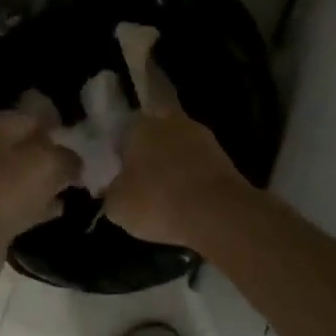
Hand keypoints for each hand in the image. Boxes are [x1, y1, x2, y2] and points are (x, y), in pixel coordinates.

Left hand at [0, 110, 80, 257]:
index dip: (62, 129)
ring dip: (44, 182)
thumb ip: (69, 158)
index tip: (83, 145)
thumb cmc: (8, 189)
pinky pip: (14, 200)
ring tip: (71, 191)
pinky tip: (55, 211)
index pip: (37, 117)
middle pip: (28, 146)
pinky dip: (34, 204)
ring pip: (21, 174)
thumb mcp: (50, 164)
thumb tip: (75, 162)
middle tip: (79, 170)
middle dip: (53, 157)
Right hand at [104, 108, 252, 251]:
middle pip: (156, 129)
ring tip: (166, 189)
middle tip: (142, 172)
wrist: (217, 213)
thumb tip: (114, 188)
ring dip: (174, 161)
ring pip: (180, 144)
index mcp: (140, 125)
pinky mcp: (224, 156)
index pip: (125, 124)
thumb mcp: (117, 207)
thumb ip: (111, 192)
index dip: (121, 143)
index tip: (119, 163)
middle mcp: (171, 121)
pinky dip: (192, 175)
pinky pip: (199, 162)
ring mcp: (202, 136)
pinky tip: (186, 198)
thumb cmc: (157, 201)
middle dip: (150, 146)